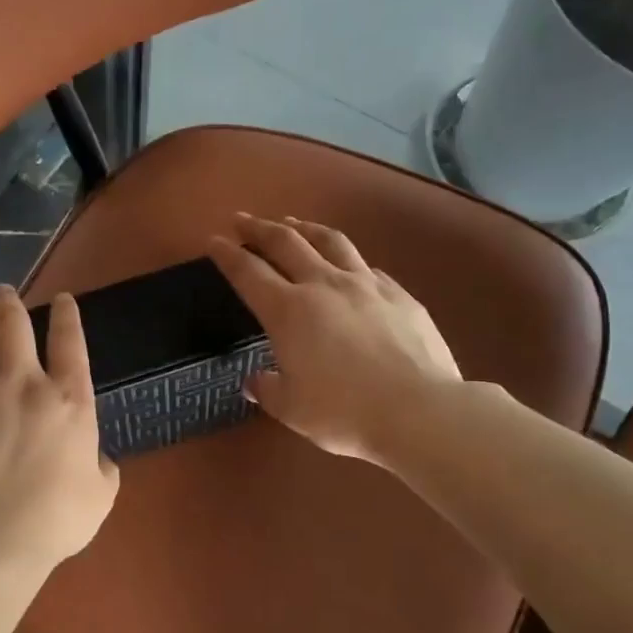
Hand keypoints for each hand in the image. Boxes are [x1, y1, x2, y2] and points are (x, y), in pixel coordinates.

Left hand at [0, 285, 119, 572]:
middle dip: (9, 303)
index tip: (63, 298)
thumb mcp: (100, 496)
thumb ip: (103, 470)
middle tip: (1, 288)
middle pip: (14, 328)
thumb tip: (100, 461)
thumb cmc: (55, 518)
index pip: (71, 343)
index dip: (68, 316)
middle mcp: (23, 383)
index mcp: (68, 399)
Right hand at [207, 214, 463, 465]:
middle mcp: (323, 285)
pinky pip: (366, 266)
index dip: (227, 254)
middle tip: (242, 219)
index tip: (214, 240)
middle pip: (285, 242)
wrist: (419, 410)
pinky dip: (347, 259)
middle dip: (259, 228)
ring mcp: (365, 284)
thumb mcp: (292, 409)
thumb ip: (268, 389)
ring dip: (304, 228)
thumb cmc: (344, 413)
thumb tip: (255, 381)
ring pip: (329, 241)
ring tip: (292, 223)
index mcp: (288, 311)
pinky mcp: (398, 294)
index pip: (248, 272)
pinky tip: (347, 265)